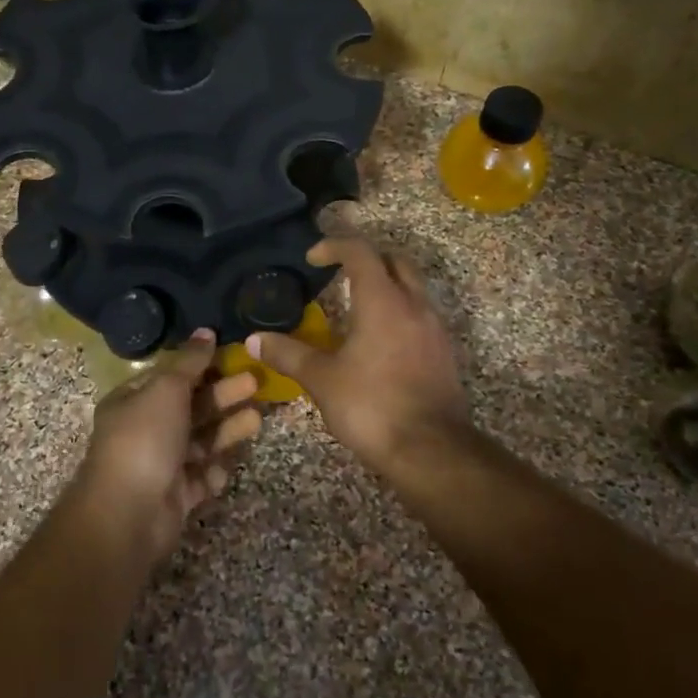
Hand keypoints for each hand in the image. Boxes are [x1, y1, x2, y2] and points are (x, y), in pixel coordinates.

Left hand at [71, 330, 261, 563]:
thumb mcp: (166, 389)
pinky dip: (215, 470)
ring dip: (227, 429)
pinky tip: (228, 463)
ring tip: (257, 418)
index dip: (201, 365)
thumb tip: (205, 331)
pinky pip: (201, 477)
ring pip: (201, 441)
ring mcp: (161, 465)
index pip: (171, 376)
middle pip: (191, 407)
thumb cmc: (144, 439)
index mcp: (133, 401)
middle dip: (223, 395)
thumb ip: (189, 362)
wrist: (128, 514)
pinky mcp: (177, 496)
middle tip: (256, 383)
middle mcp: (146, 430)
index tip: (233, 355)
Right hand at [250, 236, 471, 478]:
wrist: (431, 450)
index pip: (360, 251)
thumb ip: (288, 354)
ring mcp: (434, 328)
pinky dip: (399, 312)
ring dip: (385, 285)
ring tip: (355, 307)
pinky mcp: (444, 352)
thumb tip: (252, 340)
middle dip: (366, 259)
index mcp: (382, 301)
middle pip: (394, 261)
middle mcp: (414, 305)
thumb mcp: (322, 380)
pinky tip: (379, 340)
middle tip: (338, 273)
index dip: (334, 246)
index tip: (312, 258)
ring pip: (412, 287)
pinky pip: (421, 315)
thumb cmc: (372, 406)